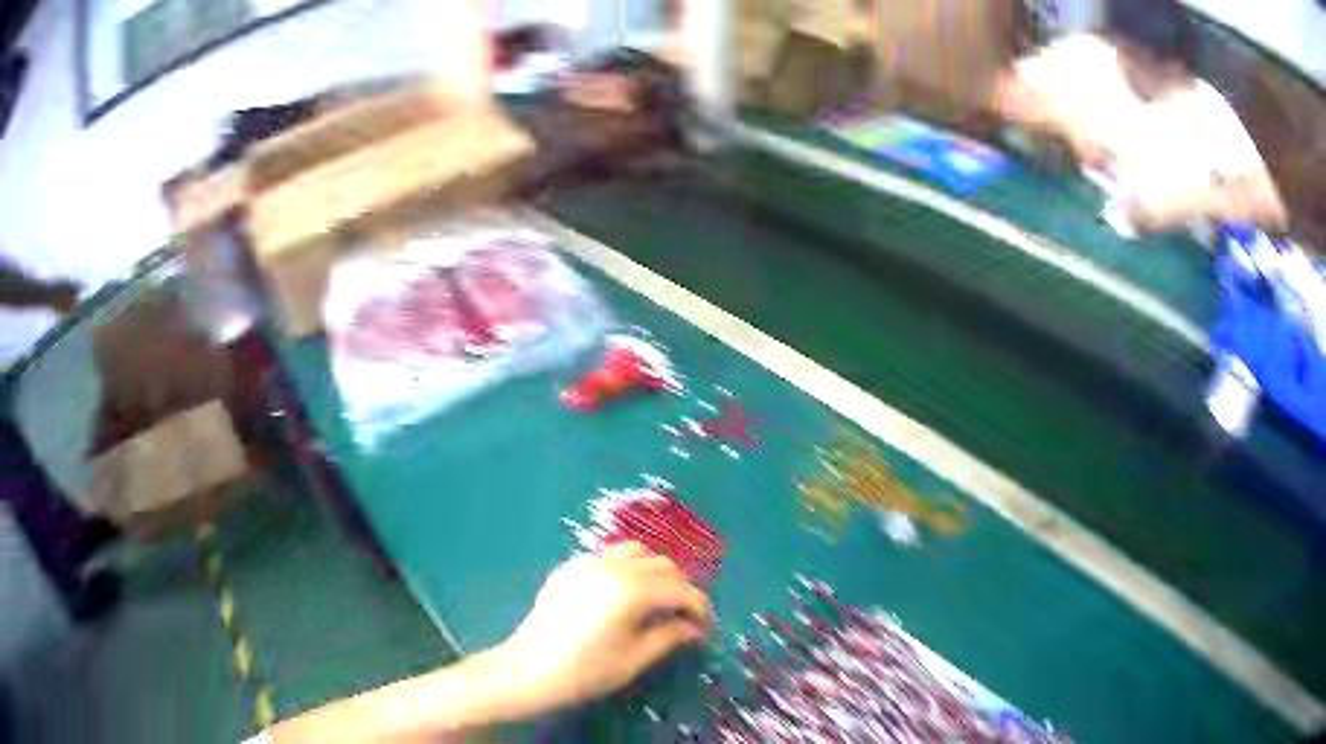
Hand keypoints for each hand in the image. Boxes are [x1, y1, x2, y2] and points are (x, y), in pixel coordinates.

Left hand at [497, 542, 712, 709]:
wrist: (527, 670)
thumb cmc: (585, 671)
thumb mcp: (634, 659)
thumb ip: (670, 637)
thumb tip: (693, 628)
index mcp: (633, 589)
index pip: (682, 590)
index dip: (701, 609)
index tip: (706, 630)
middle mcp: (612, 566)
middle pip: (663, 565)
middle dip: (680, 589)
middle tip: (684, 618)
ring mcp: (587, 562)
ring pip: (637, 553)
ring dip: (655, 573)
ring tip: (657, 602)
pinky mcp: (569, 568)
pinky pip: (609, 557)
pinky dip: (628, 569)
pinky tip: (623, 597)